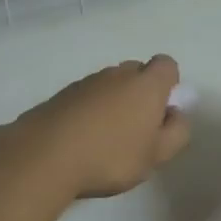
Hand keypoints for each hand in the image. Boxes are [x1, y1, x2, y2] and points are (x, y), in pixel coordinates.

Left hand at [8, 55, 190, 199]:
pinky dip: (88, 112)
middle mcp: (117, 74)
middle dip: (140, 93)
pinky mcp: (61, 95)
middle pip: (137, 72)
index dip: (169, 85)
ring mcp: (86, 82)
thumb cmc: (110, 156)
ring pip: (109, 85)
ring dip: (113, 103)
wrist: (44, 155)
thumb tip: (177, 115)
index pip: (167, 65)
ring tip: (105, 139)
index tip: (162, 112)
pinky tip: (81, 141)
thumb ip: (177, 133)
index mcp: (146, 84)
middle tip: (136, 129)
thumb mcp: (156, 155)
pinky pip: (85, 98)